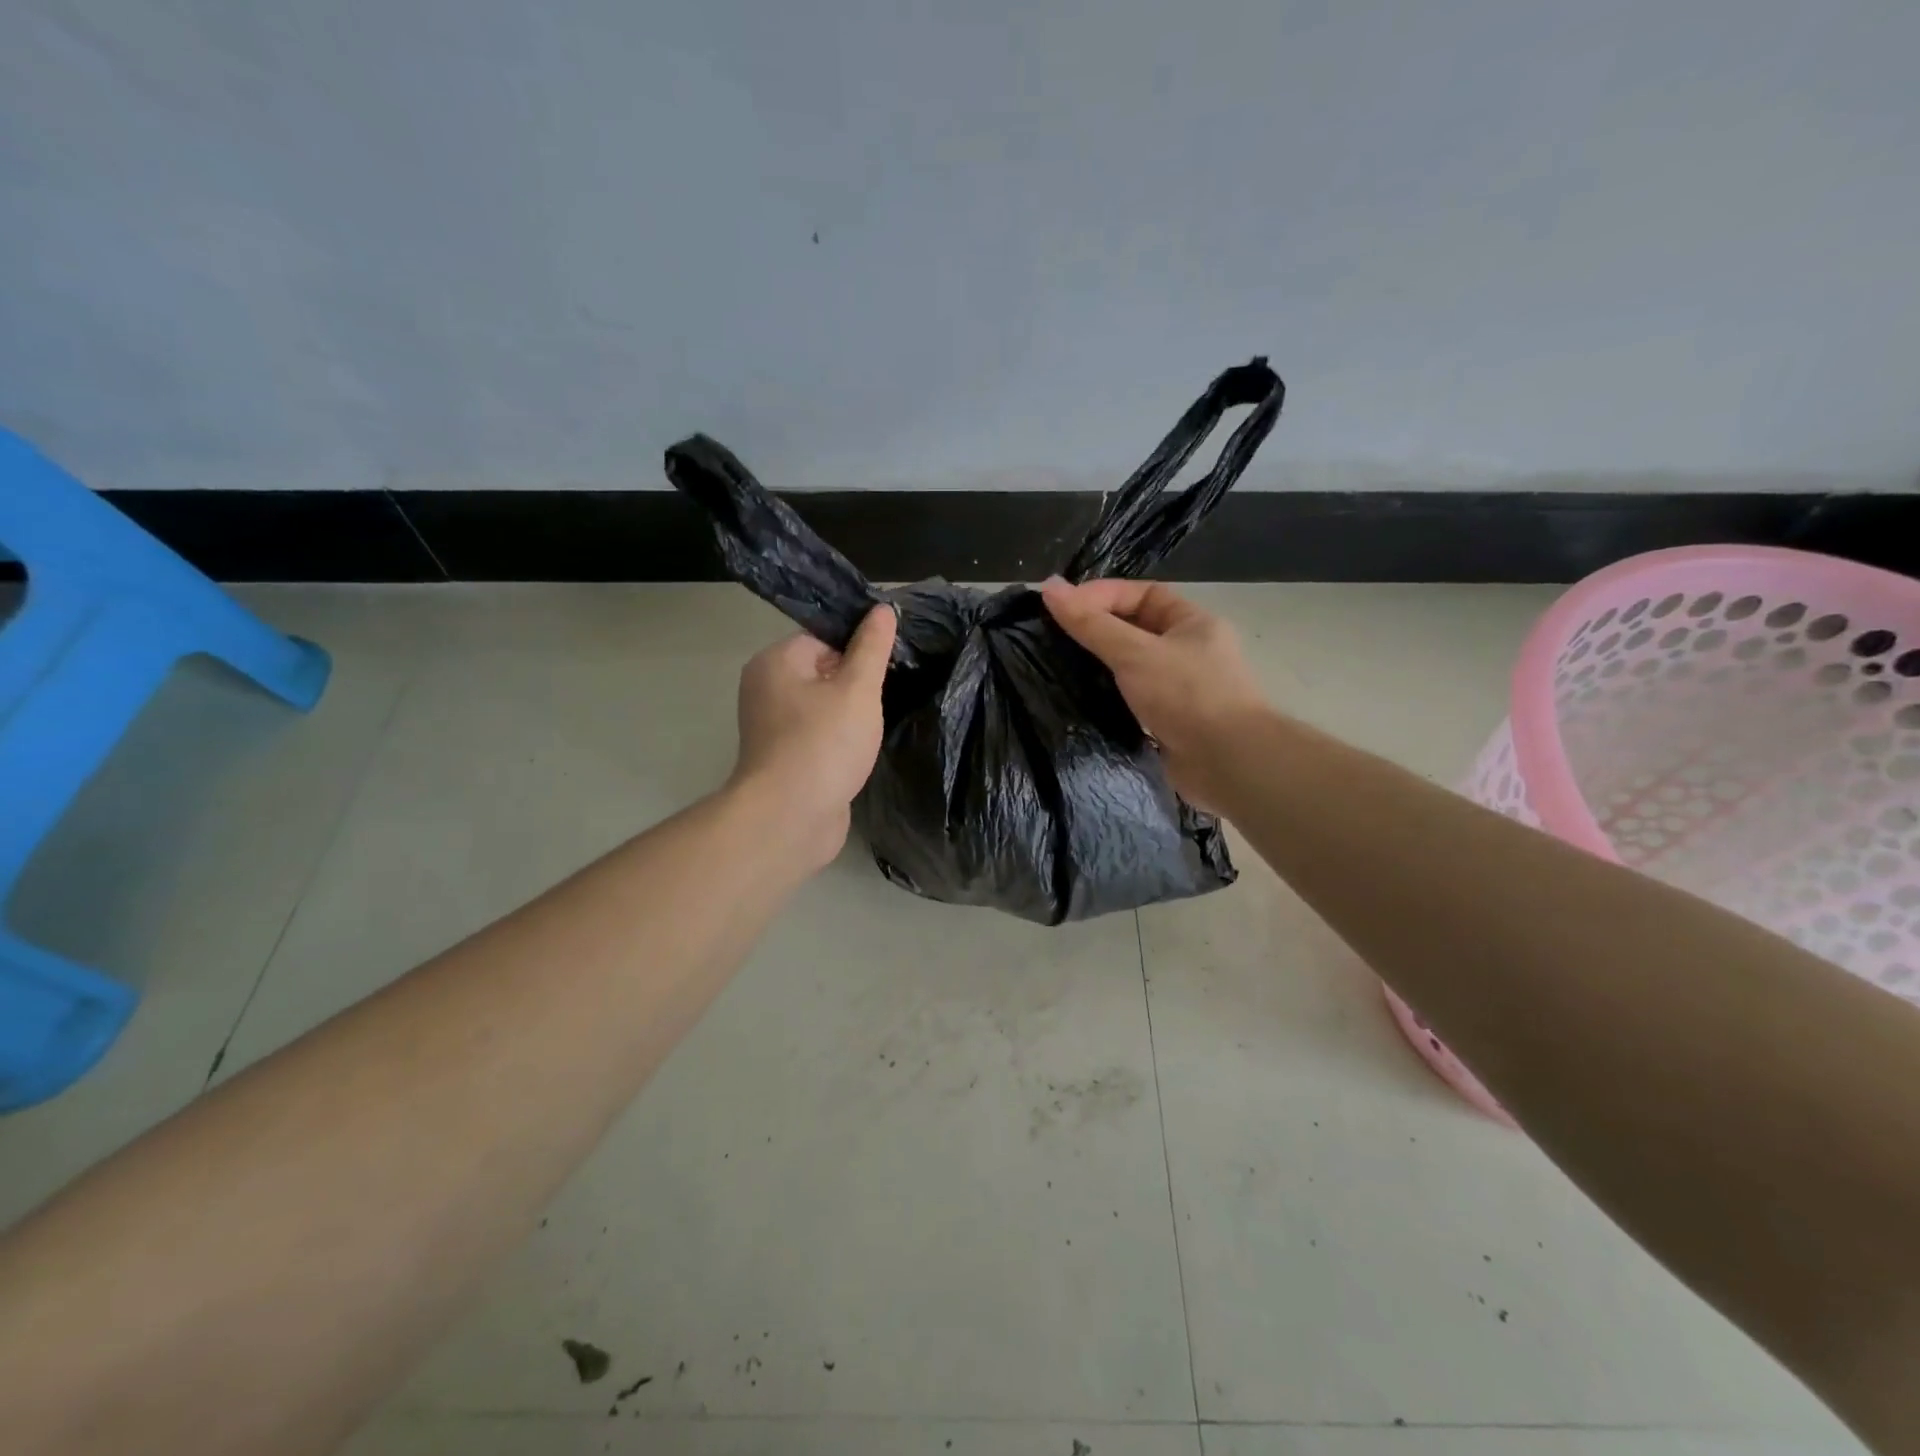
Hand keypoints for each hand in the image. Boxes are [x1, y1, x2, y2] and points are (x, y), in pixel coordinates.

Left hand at [729, 604, 897, 868]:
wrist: (790, 818)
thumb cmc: (823, 743)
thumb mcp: (857, 689)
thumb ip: (872, 648)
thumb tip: (882, 609)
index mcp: (775, 662)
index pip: (822, 638)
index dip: (857, 649)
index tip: (886, 667)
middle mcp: (765, 690)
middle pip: (822, 672)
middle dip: (855, 685)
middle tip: (884, 698)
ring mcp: (772, 728)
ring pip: (822, 708)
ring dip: (850, 717)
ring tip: (875, 727)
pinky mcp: (784, 759)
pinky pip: (818, 737)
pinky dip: (839, 742)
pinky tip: (860, 753)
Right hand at [1040, 577, 1265, 811]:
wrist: (1229, 763)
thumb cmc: (1187, 696)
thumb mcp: (1134, 653)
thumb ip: (1090, 624)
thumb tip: (1049, 587)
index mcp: (1192, 623)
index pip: (1143, 594)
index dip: (1102, 595)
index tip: (1062, 608)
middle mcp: (1189, 651)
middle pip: (1135, 629)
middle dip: (1098, 631)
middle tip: (1053, 637)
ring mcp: (1180, 690)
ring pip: (1132, 668)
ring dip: (1101, 667)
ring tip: (1058, 667)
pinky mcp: (1169, 723)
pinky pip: (1132, 701)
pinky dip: (1109, 699)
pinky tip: (1079, 701)